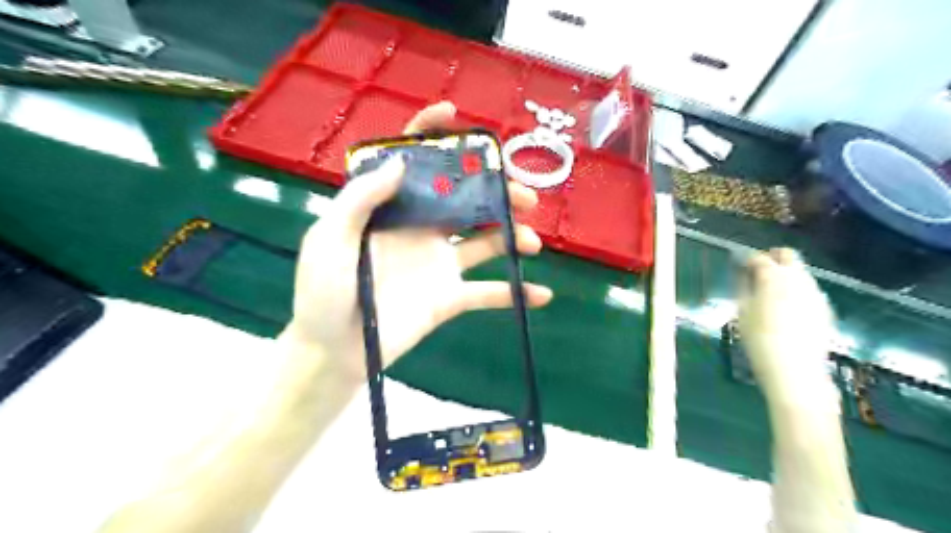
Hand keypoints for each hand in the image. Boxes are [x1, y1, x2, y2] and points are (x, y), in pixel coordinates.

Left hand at [281, 102, 553, 386]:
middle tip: (523, 195)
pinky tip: (542, 294)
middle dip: (497, 191)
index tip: (453, 115)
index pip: (413, 163)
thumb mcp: (328, 239)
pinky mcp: (449, 297)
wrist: (334, 352)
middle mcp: (421, 230)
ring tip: (531, 241)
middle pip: (465, 199)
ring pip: (485, 241)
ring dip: (513, 236)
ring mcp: (439, 264)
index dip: (429, 134)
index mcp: (391, 210)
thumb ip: (360, 199)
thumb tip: (401, 162)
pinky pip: (488, 292)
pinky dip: (514, 293)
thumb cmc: (322, 294)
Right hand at [738, 247, 832, 402]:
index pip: (759, 258)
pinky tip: (787, 310)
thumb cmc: (759, 339)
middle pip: (788, 256)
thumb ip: (743, 288)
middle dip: (773, 258)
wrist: (795, 370)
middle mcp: (798, 279)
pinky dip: (797, 291)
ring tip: (771, 293)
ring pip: (801, 273)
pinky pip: (808, 291)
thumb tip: (743, 275)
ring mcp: (816, 293)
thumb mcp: (742, 312)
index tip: (740, 268)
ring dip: (786, 275)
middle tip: (758, 272)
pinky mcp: (825, 308)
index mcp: (774, 277)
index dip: (747, 260)